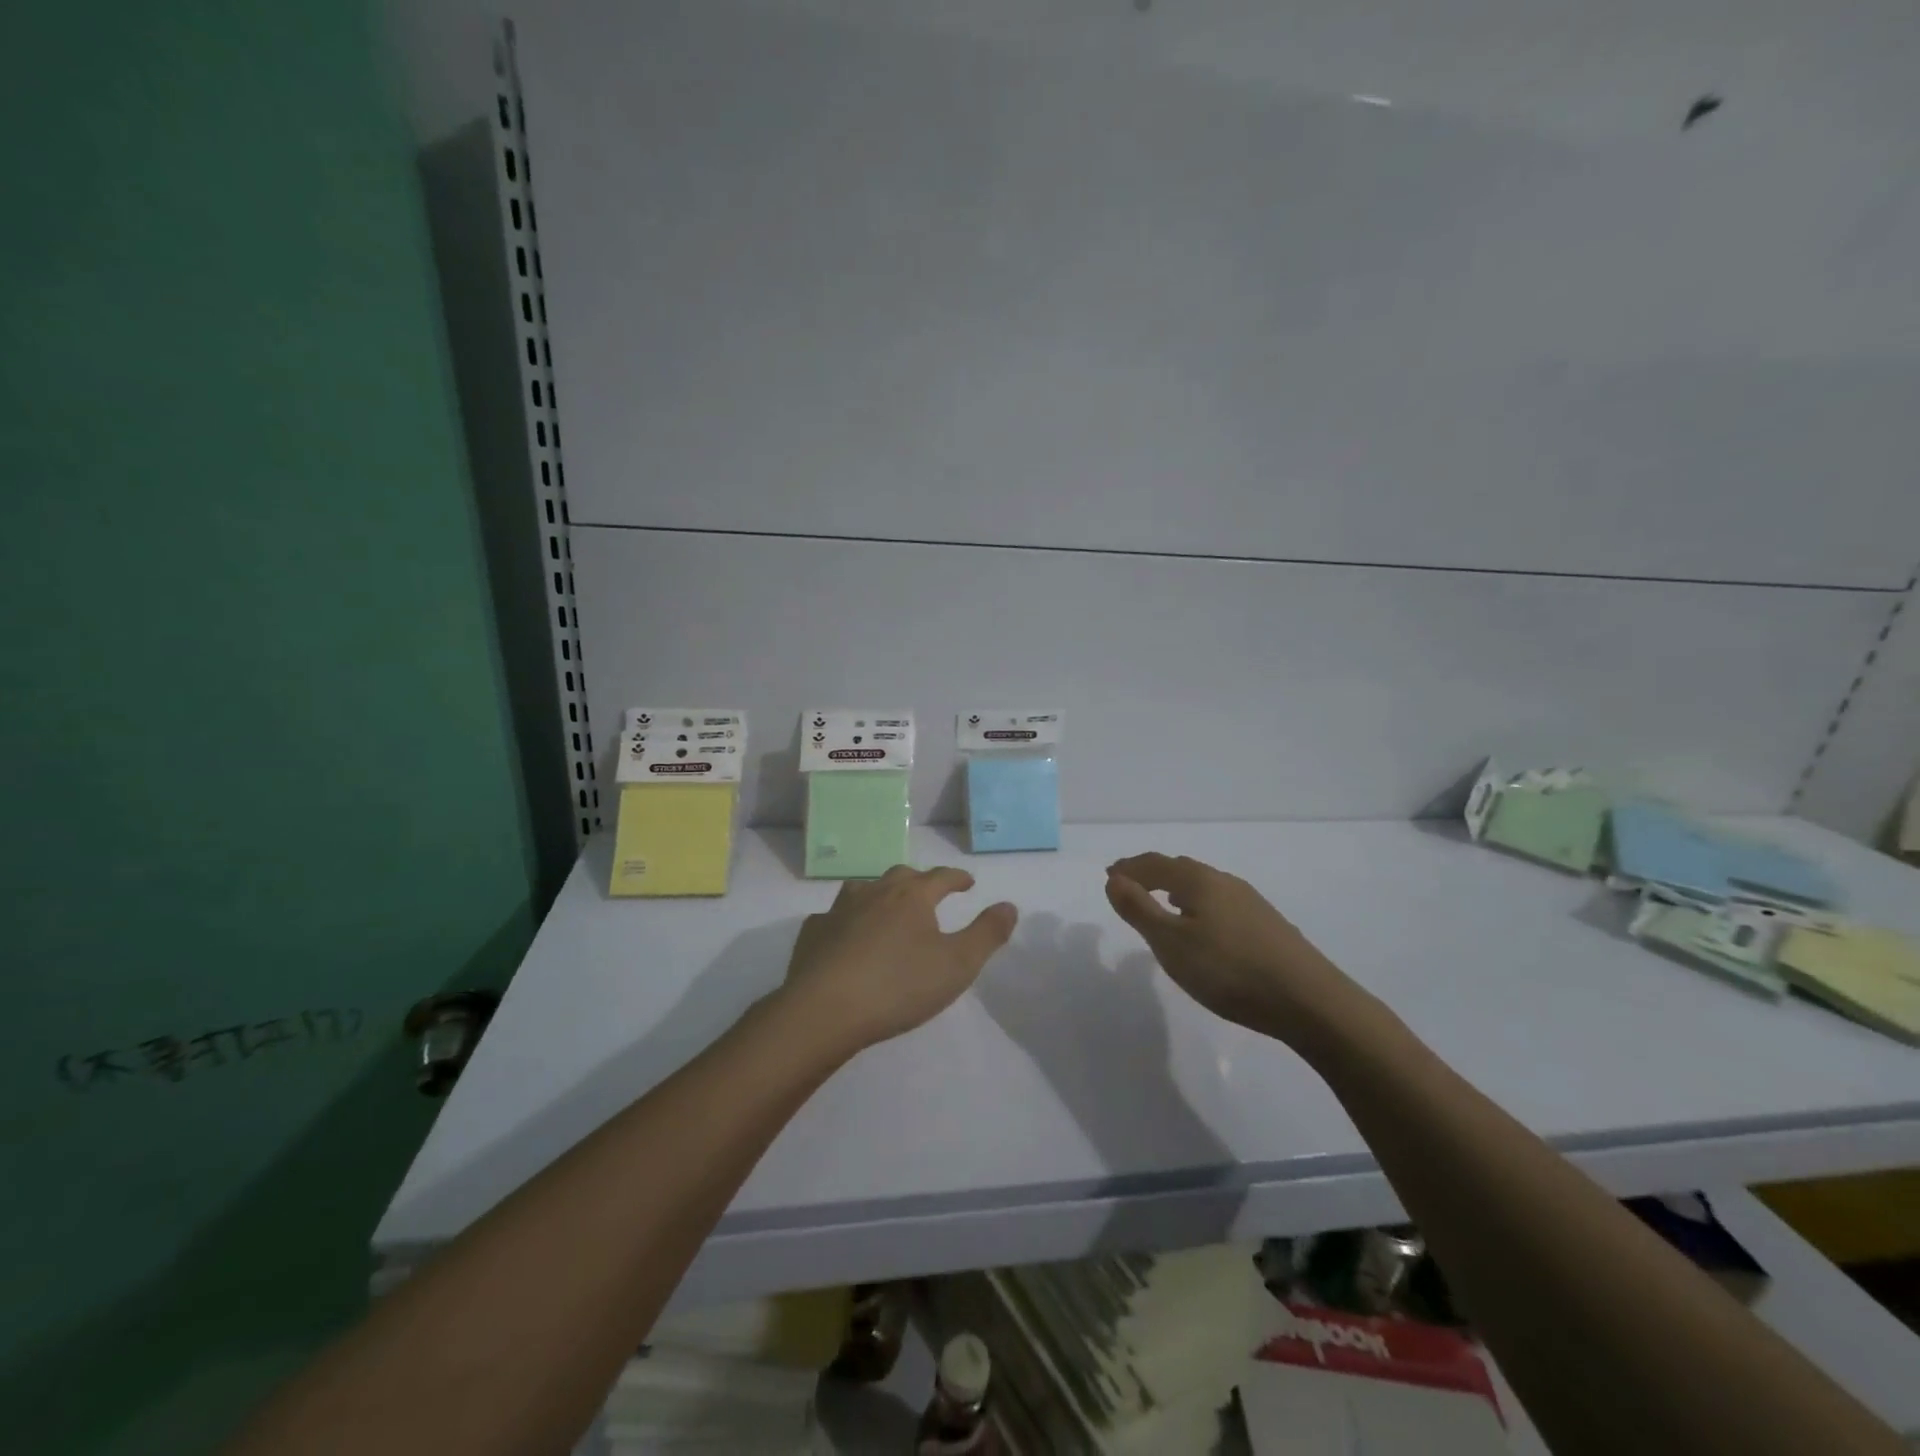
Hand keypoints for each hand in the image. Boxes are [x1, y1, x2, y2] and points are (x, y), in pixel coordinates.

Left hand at [781, 865, 1017, 1055]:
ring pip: (863, 889)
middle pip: (901, 876)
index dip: (957, 878)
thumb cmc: (899, 986)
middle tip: (929, 894)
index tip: (967, 882)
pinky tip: (845, 936)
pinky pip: (833, 917)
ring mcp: (839, 910)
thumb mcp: (957, 965)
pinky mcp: (813, 933)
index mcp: (912, 896)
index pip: (941, 877)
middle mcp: (875, 893)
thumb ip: (987, 934)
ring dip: (880, 894)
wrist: (825, 1010)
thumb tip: (1009, 905)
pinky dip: (846, 920)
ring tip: (887, 908)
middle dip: (919, 881)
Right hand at [1105, 853, 1364, 1043]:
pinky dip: (1198, 905)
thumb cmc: (1229, 969)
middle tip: (1129, 885)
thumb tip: (1114, 879)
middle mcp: (1225, 882)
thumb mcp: (1171, 943)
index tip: (1109, 875)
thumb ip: (1138, 909)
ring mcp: (1251, 902)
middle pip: (1180, 869)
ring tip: (1162, 903)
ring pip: (1204, 885)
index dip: (1129, 868)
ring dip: (1176, 889)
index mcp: (1199, 881)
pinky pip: (1220, 903)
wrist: (1309, 1001)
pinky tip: (1203, 928)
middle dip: (1151, 874)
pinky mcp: (1267, 925)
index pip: (1155, 863)